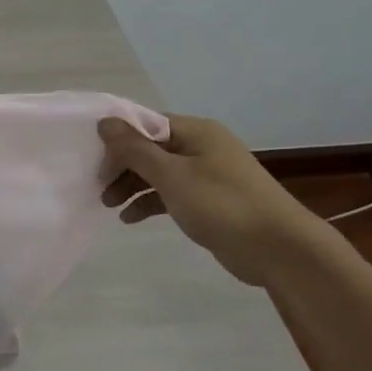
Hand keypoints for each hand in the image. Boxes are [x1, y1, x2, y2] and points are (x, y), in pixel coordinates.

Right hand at [98, 115, 326, 285]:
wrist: (278, 248)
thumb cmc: (221, 204)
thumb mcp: (172, 175)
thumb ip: (135, 149)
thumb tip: (105, 122)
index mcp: (196, 132)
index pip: (146, 124)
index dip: (117, 139)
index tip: (93, 159)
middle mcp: (201, 147)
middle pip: (150, 148)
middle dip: (121, 166)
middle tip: (98, 187)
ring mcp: (207, 174)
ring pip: (158, 172)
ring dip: (132, 186)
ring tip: (109, 206)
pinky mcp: (209, 201)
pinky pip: (170, 193)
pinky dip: (150, 202)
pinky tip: (130, 218)